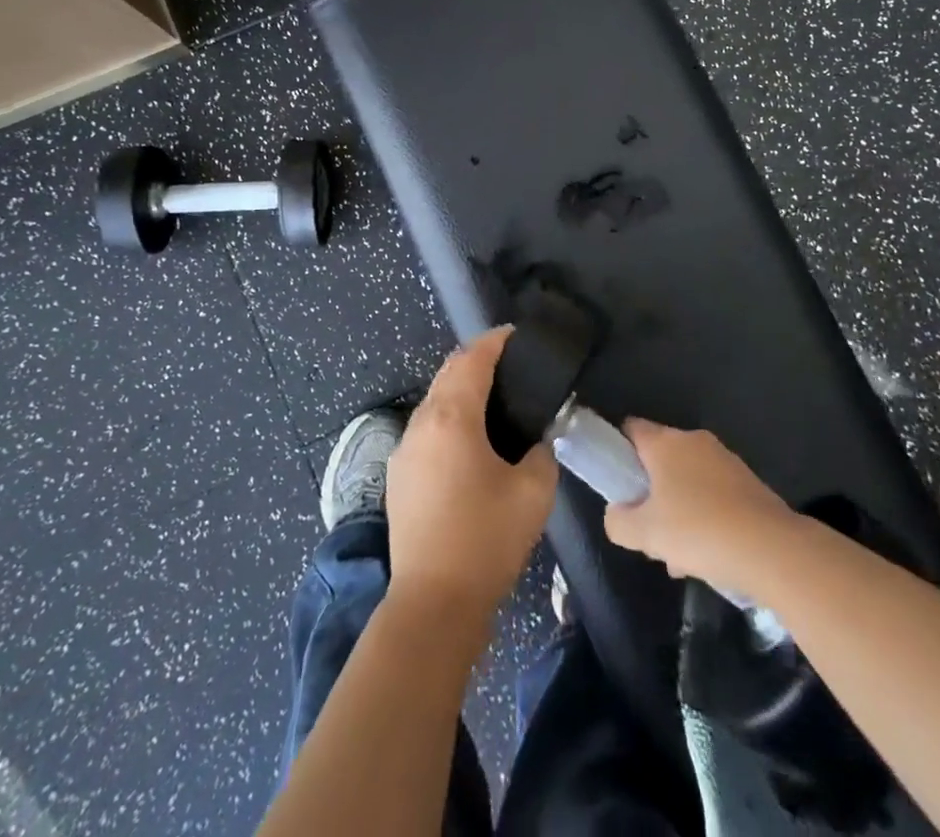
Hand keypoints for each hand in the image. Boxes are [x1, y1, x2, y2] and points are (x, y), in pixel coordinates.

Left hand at [385, 328, 558, 629]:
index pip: (472, 359)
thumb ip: (541, 453)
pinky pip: (425, 430)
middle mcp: (421, 424)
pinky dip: (447, 419)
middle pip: (448, 374)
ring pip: (433, 402)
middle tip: (509, 364)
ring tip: (492, 400)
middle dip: (476, 360)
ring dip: (459, 390)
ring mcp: (403, 450)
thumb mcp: (533, 492)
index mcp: (451, 417)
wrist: (434, 603)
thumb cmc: (486, 539)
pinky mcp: (398, 477)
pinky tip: (468, 441)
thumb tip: (535, 440)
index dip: (495, 341)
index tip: (516, 336)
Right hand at [603, 420, 798, 590]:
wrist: (772, 549)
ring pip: (688, 480)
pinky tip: (708, 556)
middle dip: (651, 491)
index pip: (631, 428)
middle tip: (646, 527)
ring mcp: (725, 460)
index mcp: (665, 443)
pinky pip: (714, 494)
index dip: (618, 449)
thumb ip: (618, 521)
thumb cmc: (698, 531)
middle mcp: (694, 441)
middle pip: (660, 458)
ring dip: (678, 510)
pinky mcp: (748, 482)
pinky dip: (705, 516)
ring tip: (678, 556)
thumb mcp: (644, 534)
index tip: (616, 481)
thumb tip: (616, 514)